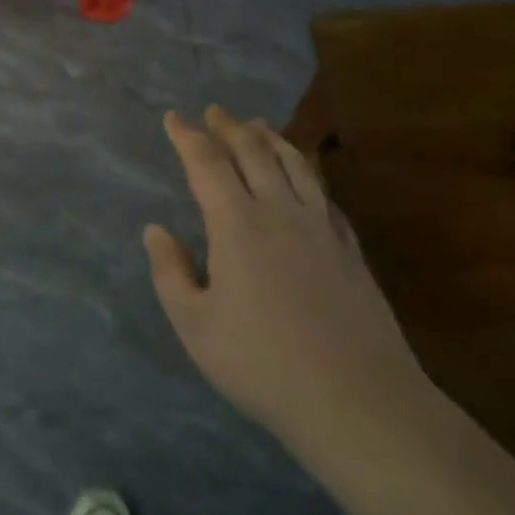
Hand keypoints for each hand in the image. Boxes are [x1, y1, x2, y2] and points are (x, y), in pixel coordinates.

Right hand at [145, 107, 434, 473]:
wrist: (359, 402)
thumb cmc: (264, 365)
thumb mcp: (196, 326)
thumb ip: (170, 273)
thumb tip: (155, 231)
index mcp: (237, 225)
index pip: (207, 163)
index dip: (187, 136)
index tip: (173, 118)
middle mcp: (279, 212)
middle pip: (253, 152)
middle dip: (229, 128)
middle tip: (214, 112)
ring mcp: (320, 228)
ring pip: (294, 164)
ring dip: (271, 139)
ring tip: (258, 125)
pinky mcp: (349, 249)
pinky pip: (323, 193)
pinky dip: (306, 171)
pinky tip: (304, 175)